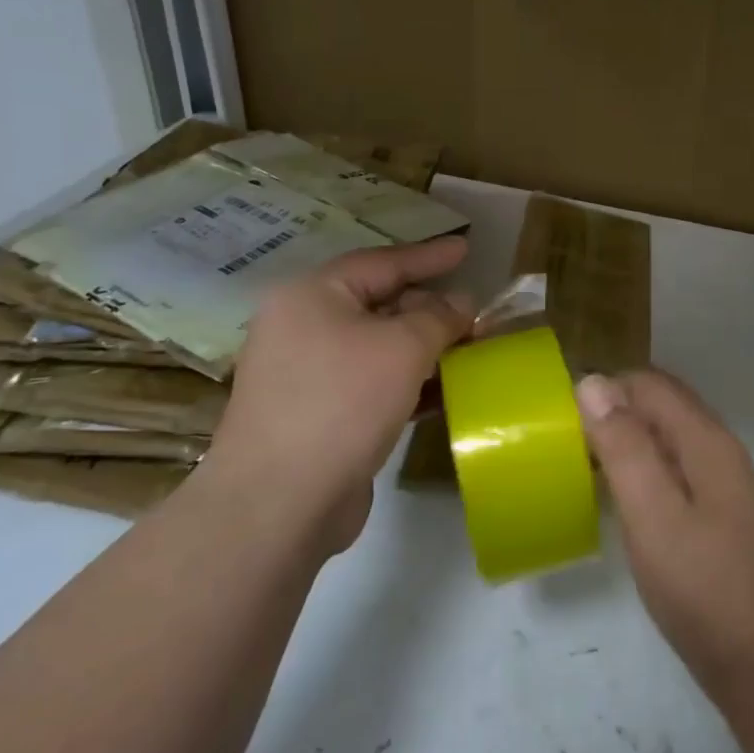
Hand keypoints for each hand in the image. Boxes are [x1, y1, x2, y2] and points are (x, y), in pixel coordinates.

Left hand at [211, 237, 472, 553]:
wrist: (279, 504)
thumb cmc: (343, 402)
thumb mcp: (403, 347)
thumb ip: (439, 317)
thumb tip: (461, 302)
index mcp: (312, 296)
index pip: (381, 263)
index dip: (428, 255)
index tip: (466, 248)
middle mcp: (302, 328)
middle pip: (378, 304)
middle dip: (430, 309)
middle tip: (474, 314)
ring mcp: (306, 375)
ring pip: (377, 347)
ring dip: (423, 348)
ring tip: (468, 350)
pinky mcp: (317, 416)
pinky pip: (371, 384)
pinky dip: (406, 383)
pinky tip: (443, 393)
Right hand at [577, 370, 753, 691]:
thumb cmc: (700, 583)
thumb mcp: (652, 512)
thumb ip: (624, 446)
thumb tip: (592, 382)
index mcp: (705, 438)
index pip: (649, 384)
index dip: (605, 389)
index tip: (564, 417)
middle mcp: (716, 446)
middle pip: (659, 402)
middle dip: (613, 408)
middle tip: (569, 439)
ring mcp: (719, 478)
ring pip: (664, 433)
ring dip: (625, 436)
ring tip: (583, 462)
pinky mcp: (713, 508)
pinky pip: (670, 462)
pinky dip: (640, 463)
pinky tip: (617, 493)